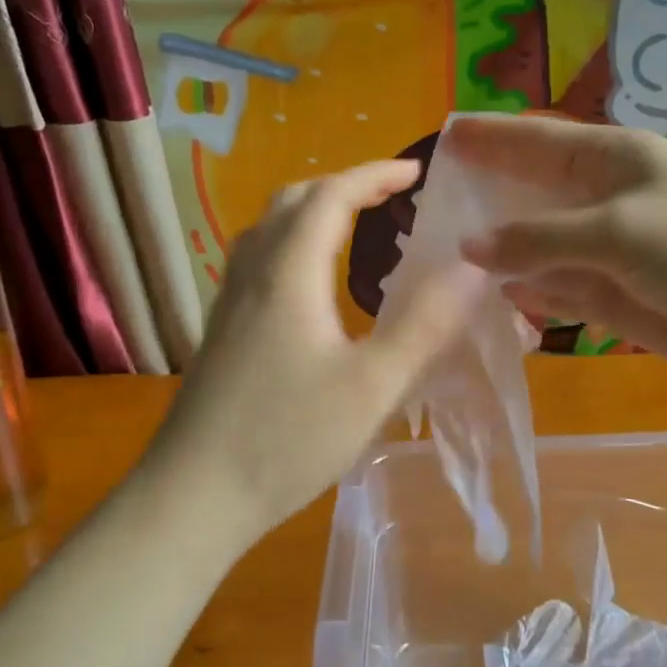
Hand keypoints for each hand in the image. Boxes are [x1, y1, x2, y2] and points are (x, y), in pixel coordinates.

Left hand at [146, 160, 481, 540]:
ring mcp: (229, 300)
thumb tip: (472, 269)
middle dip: (345, 186)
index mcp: (289, 272)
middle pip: (294, 200)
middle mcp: (253, 272)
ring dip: (314, 211)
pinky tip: (313, 284)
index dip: (375, 173)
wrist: (194, 494)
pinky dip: (294, 243)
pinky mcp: (221, 328)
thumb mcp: (373, 386)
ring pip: (269, 228)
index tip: (418, 172)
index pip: (331, 194)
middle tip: (391, 198)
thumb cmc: (287, 438)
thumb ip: (425, 325)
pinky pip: (259, 259)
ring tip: (356, 228)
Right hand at [442, 115, 666, 384]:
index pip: (535, 139)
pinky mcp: (611, 294)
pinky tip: (497, 299)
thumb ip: (538, 238)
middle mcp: (602, 198)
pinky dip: (528, 293)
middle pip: (529, 192)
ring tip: (443, 257)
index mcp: (609, 159)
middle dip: (483, 196)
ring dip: (499, 251)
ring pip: (537, 245)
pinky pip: (555, 288)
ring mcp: (605, 249)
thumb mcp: (617, 232)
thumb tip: (467, 245)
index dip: (488, 138)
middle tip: (429, 206)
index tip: (442, 138)